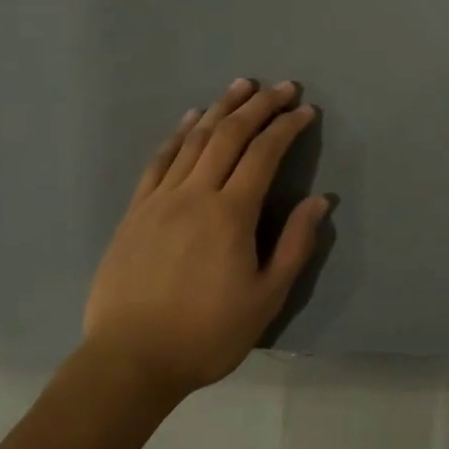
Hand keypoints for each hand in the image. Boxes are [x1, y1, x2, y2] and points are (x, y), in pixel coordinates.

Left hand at [83, 78, 328, 396]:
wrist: (128, 362)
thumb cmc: (206, 334)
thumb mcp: (266, 298)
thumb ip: (295, 245)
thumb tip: (319, 201)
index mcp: (231, 214)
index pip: (265, 153)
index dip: (287, 126)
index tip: (305, 110)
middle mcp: (196, 194)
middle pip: (230, 135)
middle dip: (259, 105)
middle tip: (281, 87)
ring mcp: (160, 199)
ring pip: (194, 139)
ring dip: (221, 108)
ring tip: (241, 86)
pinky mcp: (136, 211)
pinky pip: (159, 161)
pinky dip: (178, 134)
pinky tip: (191, 119)